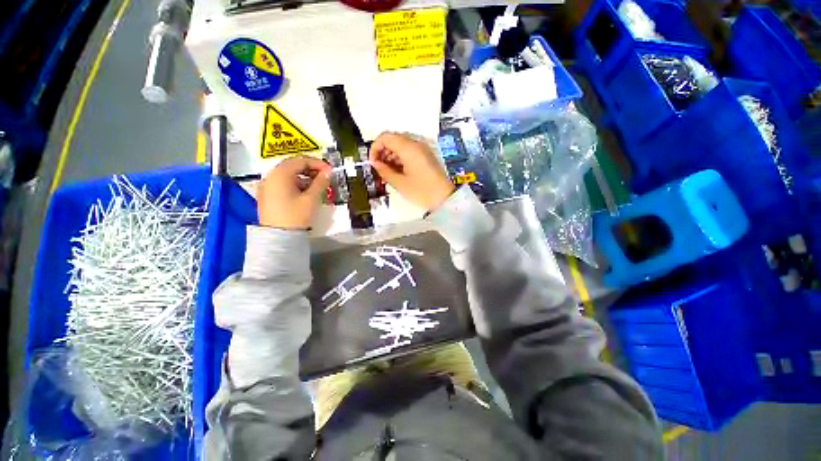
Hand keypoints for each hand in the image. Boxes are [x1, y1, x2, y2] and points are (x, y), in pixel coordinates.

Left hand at [257, 156, 330, 229]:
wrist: (278, 237)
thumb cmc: (295, 216)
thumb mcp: (311, 198)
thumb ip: (321, 182)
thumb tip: (328, 172)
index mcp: (281, 174)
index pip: (301, 160)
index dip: (318, 163)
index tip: (329, 170)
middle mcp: (271, 176)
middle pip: (293, 165)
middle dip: (310, 169)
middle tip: (324, 177)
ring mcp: (267, 185)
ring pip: (288, 174)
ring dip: (304, 177)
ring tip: (317, 186)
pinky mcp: (267, 195)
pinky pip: (283, 183)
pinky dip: (295, 183)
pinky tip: (305, 192)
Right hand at [369, 132, 454, 210]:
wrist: (445, 198)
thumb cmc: (421, 191)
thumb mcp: (400, 183)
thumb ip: (384, 171)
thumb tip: (375, 163)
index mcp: (409, 147)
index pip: (385, 137)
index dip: (375, 148)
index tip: (372, 162)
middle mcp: (416, 144)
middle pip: (393, 139)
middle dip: (383, 152)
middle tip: (379, 168)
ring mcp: (422, 149)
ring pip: (401, 145)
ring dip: (391, 155)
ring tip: (388, 172)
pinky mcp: (426, 156)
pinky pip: (409, 151)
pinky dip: (400, 158)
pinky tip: (398, 171)